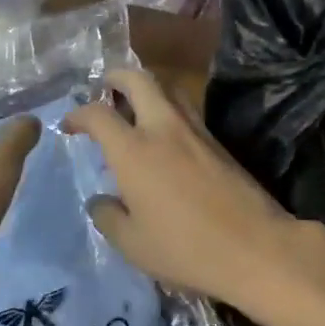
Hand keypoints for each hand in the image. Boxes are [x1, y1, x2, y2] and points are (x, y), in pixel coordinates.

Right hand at [61, 68, 318, 311]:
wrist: (255, 246)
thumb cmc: (186, 249)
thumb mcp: (132, 244)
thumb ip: (108, 217)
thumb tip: (100, 200)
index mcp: (134, 150)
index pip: (98, 114)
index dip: (78, 114)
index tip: (69, 126)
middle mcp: (163, 128)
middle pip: (138, 79)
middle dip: (116, 77)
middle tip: (104, 89)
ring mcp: (195, 130)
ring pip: (167, 88)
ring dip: (146, 88)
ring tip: (133, 108)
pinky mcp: (217, 141)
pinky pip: (185, 110)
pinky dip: (167, 109)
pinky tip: (163, 136)